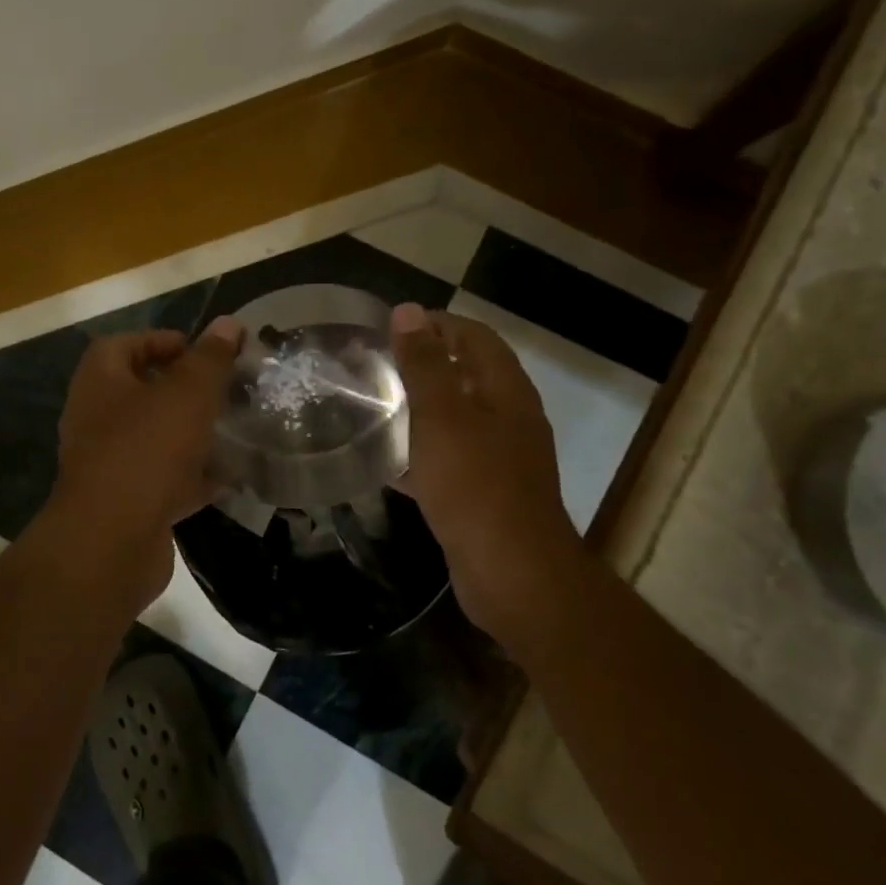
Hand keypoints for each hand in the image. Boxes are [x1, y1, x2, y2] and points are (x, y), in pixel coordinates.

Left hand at [45, 316, 242, 603]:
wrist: (111, 543)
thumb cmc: (146, 450)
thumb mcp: (187, 394)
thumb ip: (209, 358)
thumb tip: (229, 323)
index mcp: (99, 382)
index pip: (122, 345)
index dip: (159, 340)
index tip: (199, 351)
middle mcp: (95, 419)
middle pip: (139, 391)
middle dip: (182, 389)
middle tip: (222, 389)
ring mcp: (108, 464)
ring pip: (154, 438)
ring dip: (190, 432)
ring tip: (232, 428)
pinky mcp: (126, 503)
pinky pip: (162, 479)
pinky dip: (192, 476)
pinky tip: (229, 476)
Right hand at [390, 303, 576, 635]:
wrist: (512, 574)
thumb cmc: (476, 484)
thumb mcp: (443, 416)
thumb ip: (424, 363)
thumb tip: (409, 311)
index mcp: (506, 391)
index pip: (474, 336)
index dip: (435, 324)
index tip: (388, 328)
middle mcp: (509, 418)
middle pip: (465, 375)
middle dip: (422, 365)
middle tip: (374, 365)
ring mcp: (499, 458)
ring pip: (454, 418)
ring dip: (419, 408)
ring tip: (372, 405)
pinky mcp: (483, 493)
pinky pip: (448, 459)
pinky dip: (419, 452)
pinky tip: (385, 460)